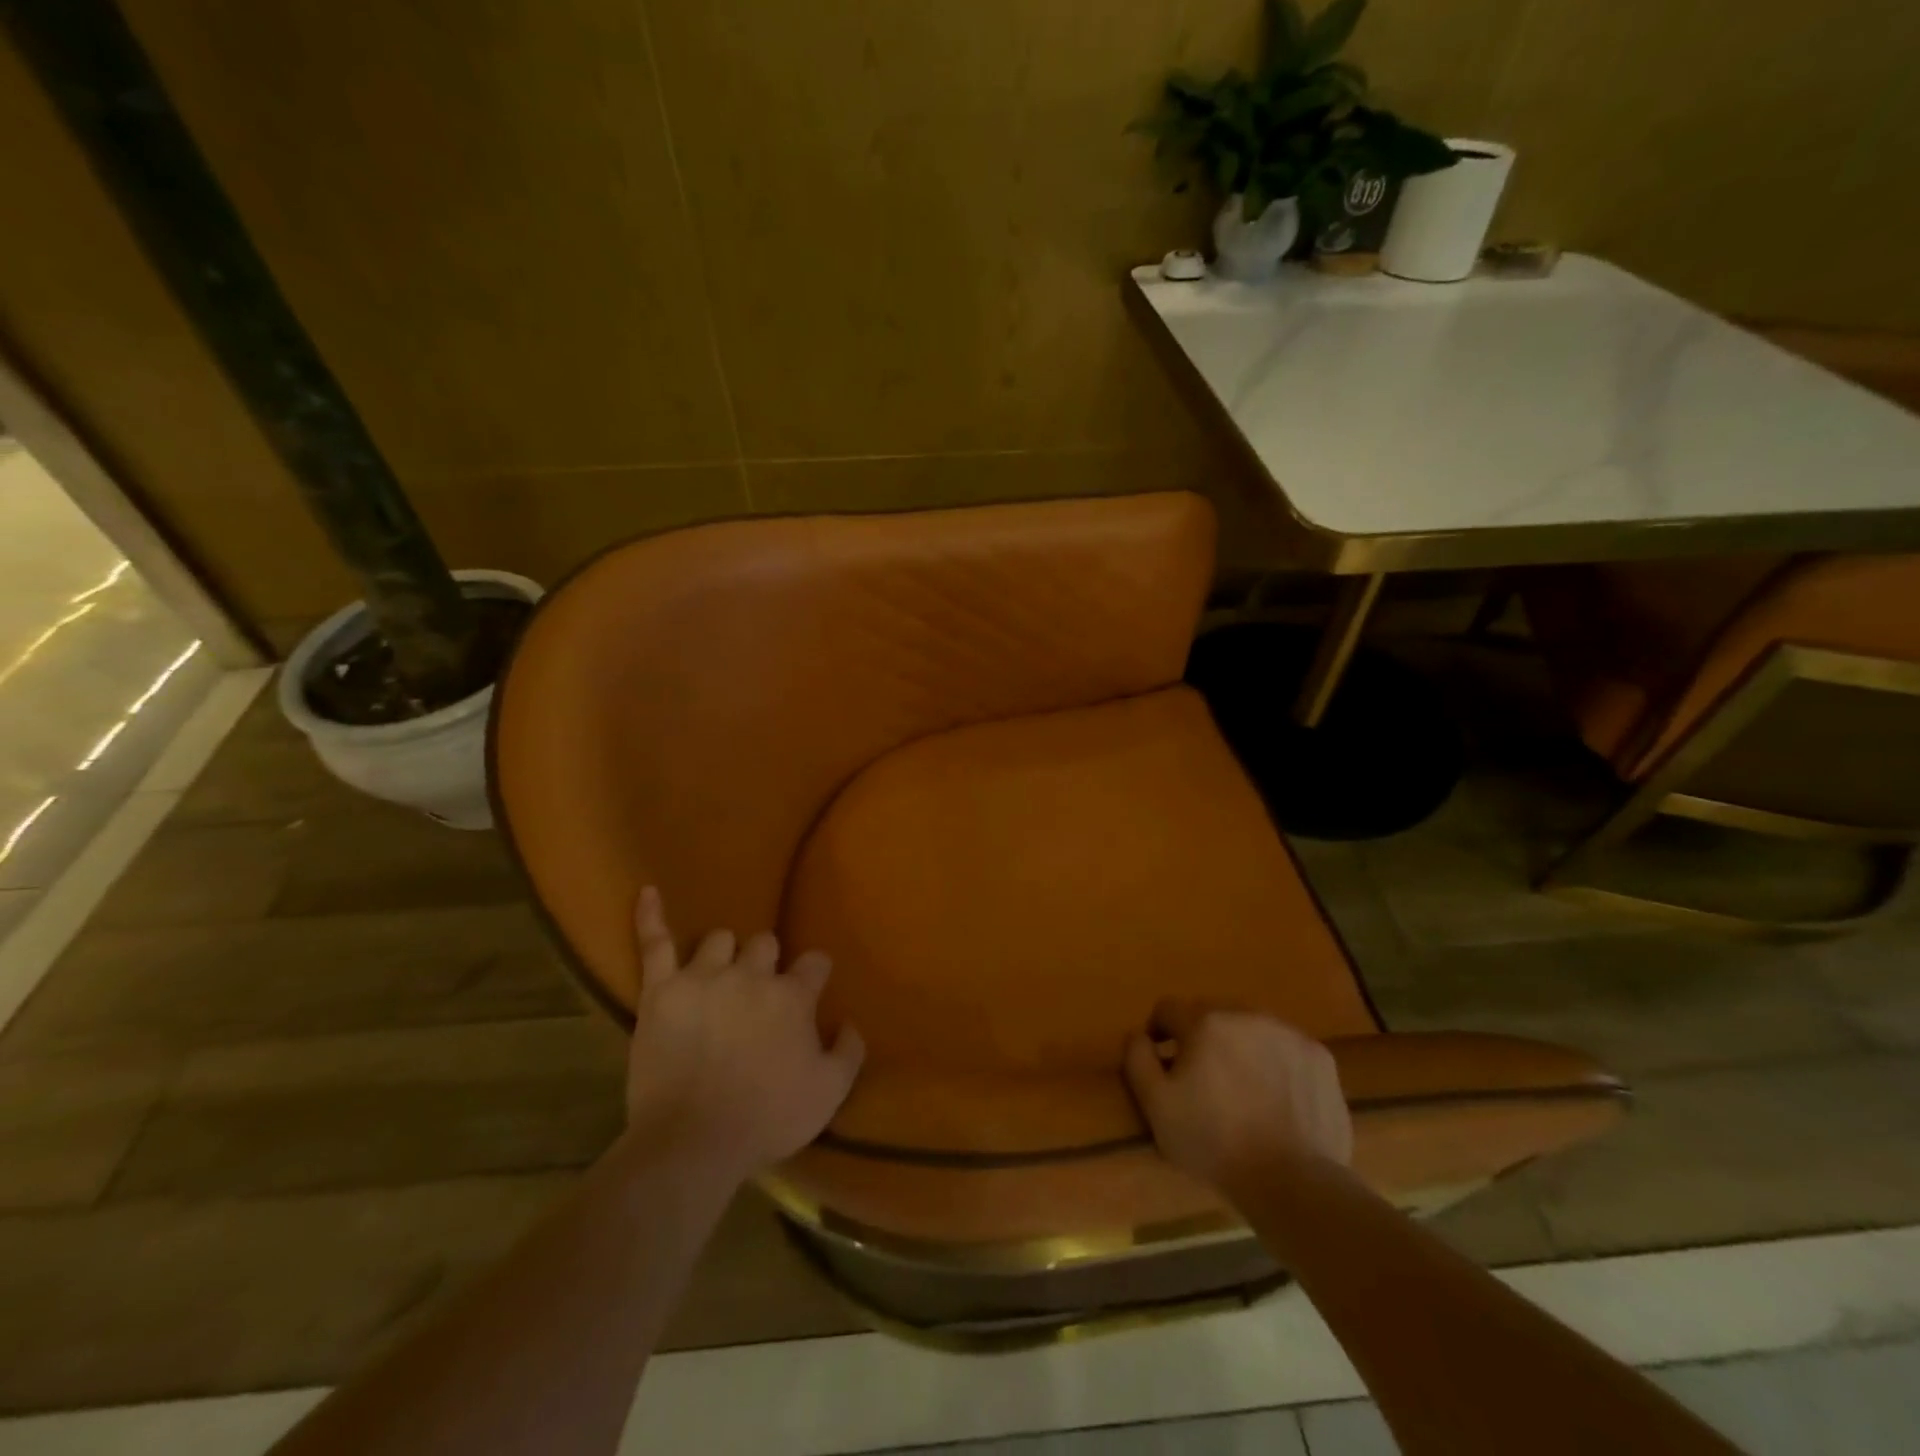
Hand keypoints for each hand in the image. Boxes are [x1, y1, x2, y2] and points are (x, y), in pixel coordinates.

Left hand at [625, 887, 864, 1181]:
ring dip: (725, 953)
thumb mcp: (829, 1093)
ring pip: (719, 939)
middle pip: (765, 944)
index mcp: (792, 996)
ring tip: (719, 975)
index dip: (814, 974)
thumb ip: (849, 1050)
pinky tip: (648, 893)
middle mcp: (751, 975)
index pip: (814, 962)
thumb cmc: (766, 1119)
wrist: (693, 1144)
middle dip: (766, 961)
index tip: (810, 988)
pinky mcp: (662, 990)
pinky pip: (655, 943)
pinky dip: (651, 916)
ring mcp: (704, 977)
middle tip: (758, 992)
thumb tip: (849, 1021)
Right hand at [1124, 999, 1351, 1191]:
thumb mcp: (1156, 1106)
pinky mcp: (1319, 1057)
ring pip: (1250, 1029)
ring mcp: (1287, 1033)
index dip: (1159, 1033)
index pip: (1168, 1009)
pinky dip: (1275, 1064)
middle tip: (1203, 1079)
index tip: (1163, 1064)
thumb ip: (1137, 1059)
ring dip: (1239, 1047)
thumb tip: (1137, 1034)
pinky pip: (1285, 1049)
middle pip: (1211, 1014)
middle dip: (1201, 1039)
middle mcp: (1246, 1014)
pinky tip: (1276, 1098)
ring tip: (1243, 1089)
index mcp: (1204, 1022)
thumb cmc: (1215, 1143)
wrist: (1293, 1182)